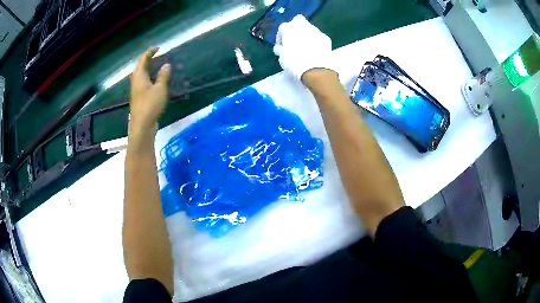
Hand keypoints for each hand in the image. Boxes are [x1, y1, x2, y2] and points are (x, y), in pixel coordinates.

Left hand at [130, 47, 170, 135]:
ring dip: (150, 69)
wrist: (142, 126)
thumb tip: (167, 65)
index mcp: (139, 76)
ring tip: (160, 66)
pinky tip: (157, 81)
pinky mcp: (139, 97)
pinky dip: (150, 77)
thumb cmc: (150, 105)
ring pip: (142, 75)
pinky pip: (144, 82)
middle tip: (160, 56)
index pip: (143, 59)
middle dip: (150, 59)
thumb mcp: (160, 89)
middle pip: (141, 66)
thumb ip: (164, 76)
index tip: (159, 48)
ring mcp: (137, 90)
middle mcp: (136, 81)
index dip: (150, 52)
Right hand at [273, 15, 334, 81]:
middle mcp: (302, 25)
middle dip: (295, 29)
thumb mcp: (282, 58)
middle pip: (298, 21)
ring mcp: (316, 30)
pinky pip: (319, 37)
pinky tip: (316, 51)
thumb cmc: (294, 64)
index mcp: (288, 28)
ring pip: (309, 28)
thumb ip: (280, 49)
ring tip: (306, 47)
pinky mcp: (326, 38)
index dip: (281, 37)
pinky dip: (317, 41)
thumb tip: (281, 48)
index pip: (282, 28)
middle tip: (294, 41)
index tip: (282, 46)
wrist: (316, 71)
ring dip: (307, 35)